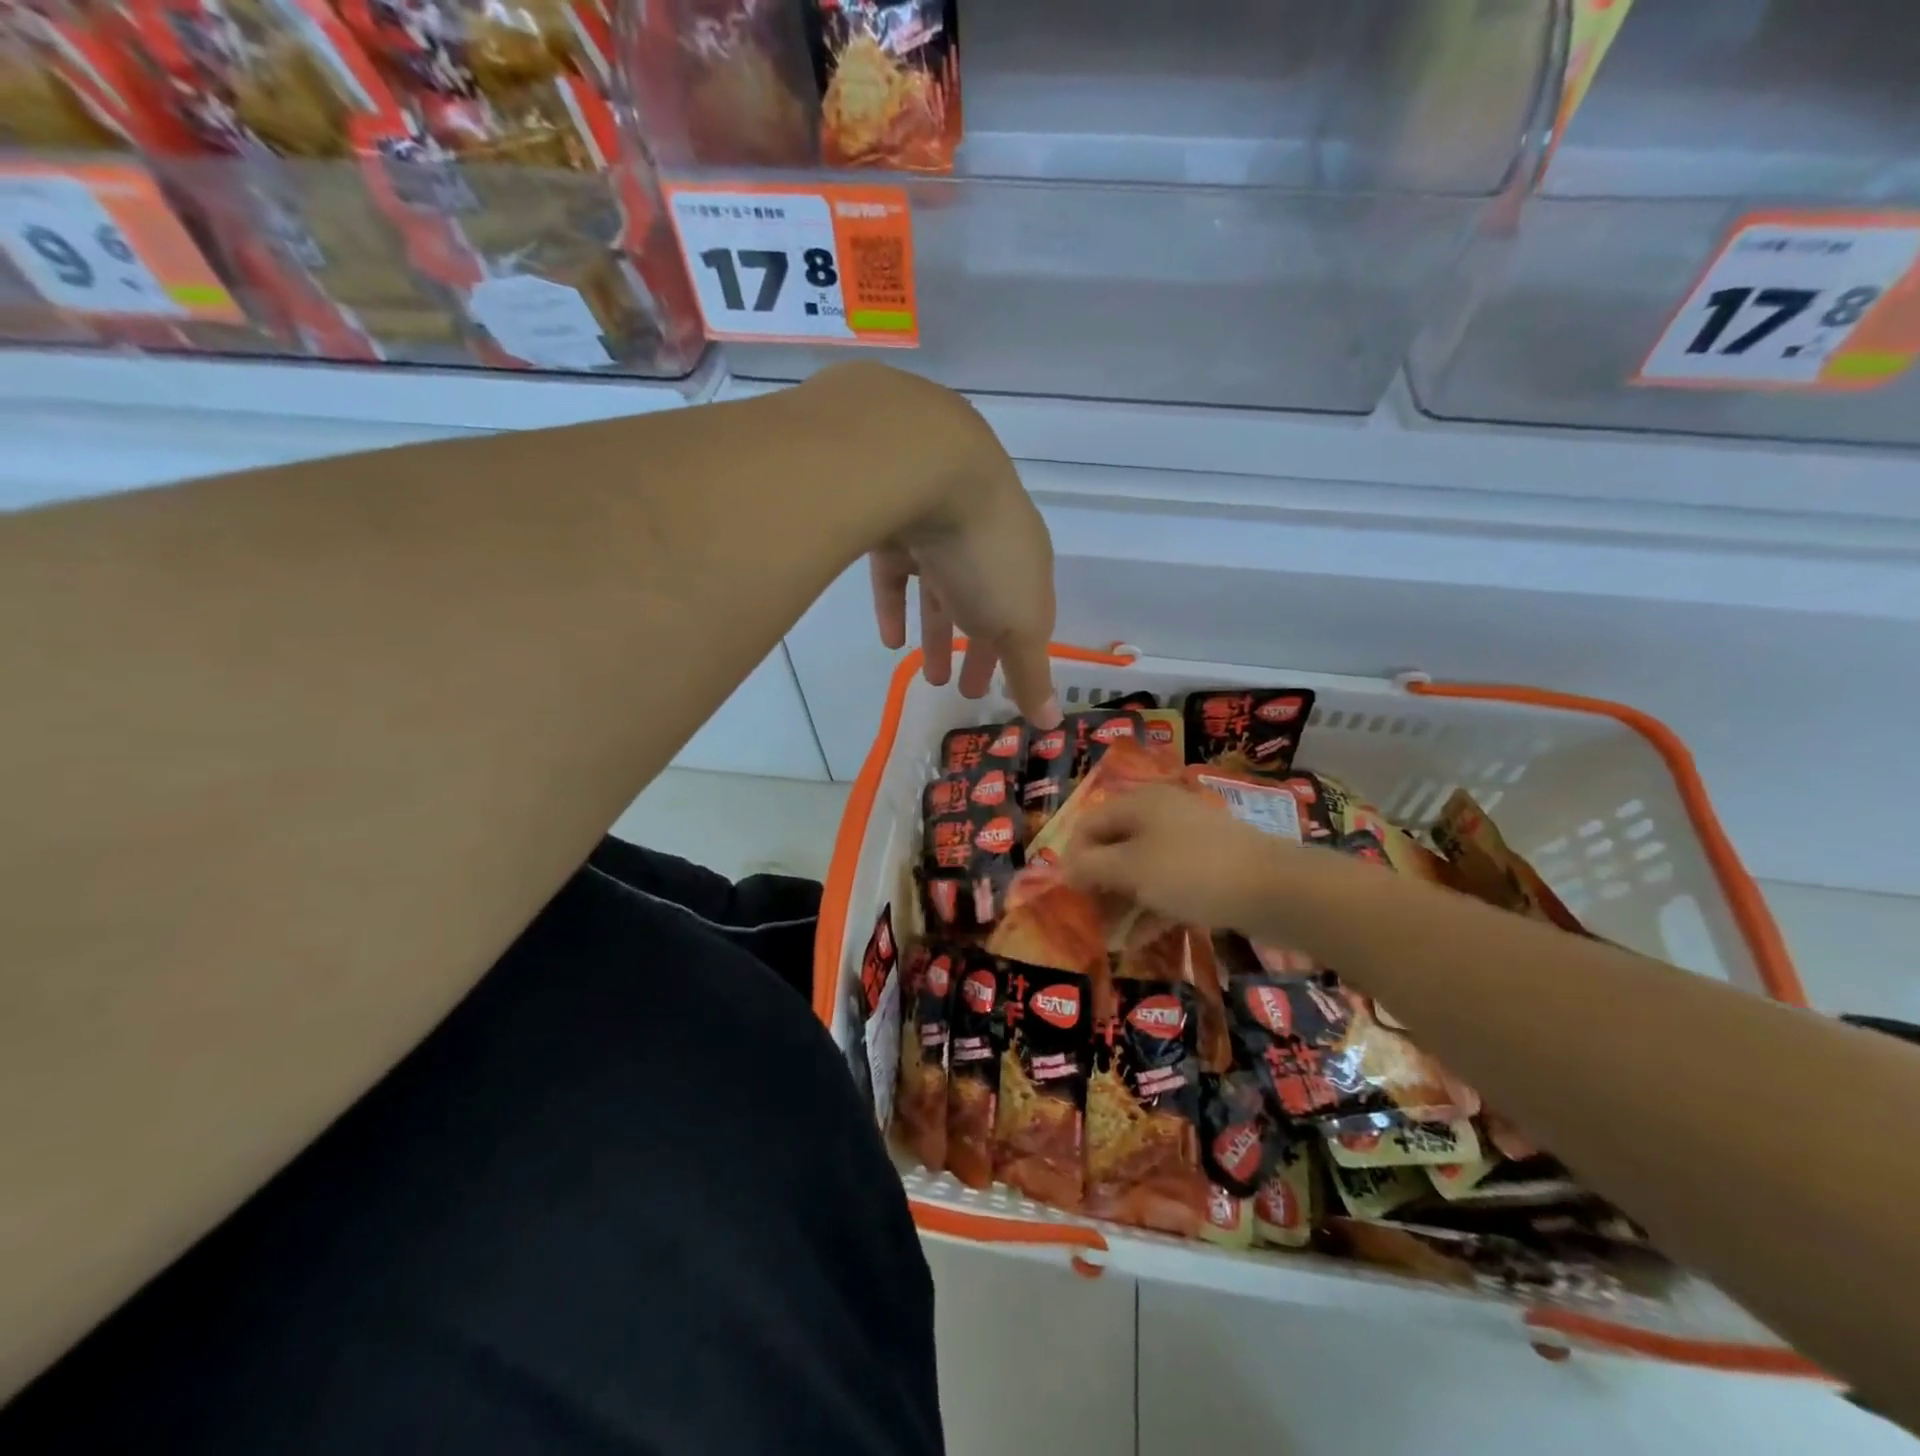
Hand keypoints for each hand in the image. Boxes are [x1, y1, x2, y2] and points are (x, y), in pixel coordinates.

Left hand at [853, 371, 1060, 728]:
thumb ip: (1031, 672)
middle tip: (967, 691)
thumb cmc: (986, 554)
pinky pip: (897, 572)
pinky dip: (896, 606)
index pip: (1027, 619)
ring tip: (929, 678)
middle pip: (985, 606)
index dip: (1017, 660)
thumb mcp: (1019, 624)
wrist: (924, 466)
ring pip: (941, 592)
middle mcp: (986, 546)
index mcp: (1025, 565)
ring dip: (938, 635)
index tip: (1004, 695)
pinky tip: (890, 640)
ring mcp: (939, 530)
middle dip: (980, 648)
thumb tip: (1051, 723)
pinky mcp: (893, 523)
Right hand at [1062, 784, 1298, 932]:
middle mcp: (1160, 815)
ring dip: (1121, 900)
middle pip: (1114, 847)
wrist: (1275, 888)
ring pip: (1141, 869)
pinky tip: (1137, 940)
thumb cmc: (1190, 871)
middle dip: (1097, 883)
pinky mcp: (1208, 868)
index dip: (1072, 858)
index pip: (1088, 824)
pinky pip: (1167, 884)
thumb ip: (1091, 867)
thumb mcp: (1131, 869)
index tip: (1066, 895)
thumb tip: (1064, 869)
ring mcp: (1187, 842)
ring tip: (1108, 936)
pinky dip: (1150, 908)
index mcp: (1138, 804)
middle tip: (1086, 918)